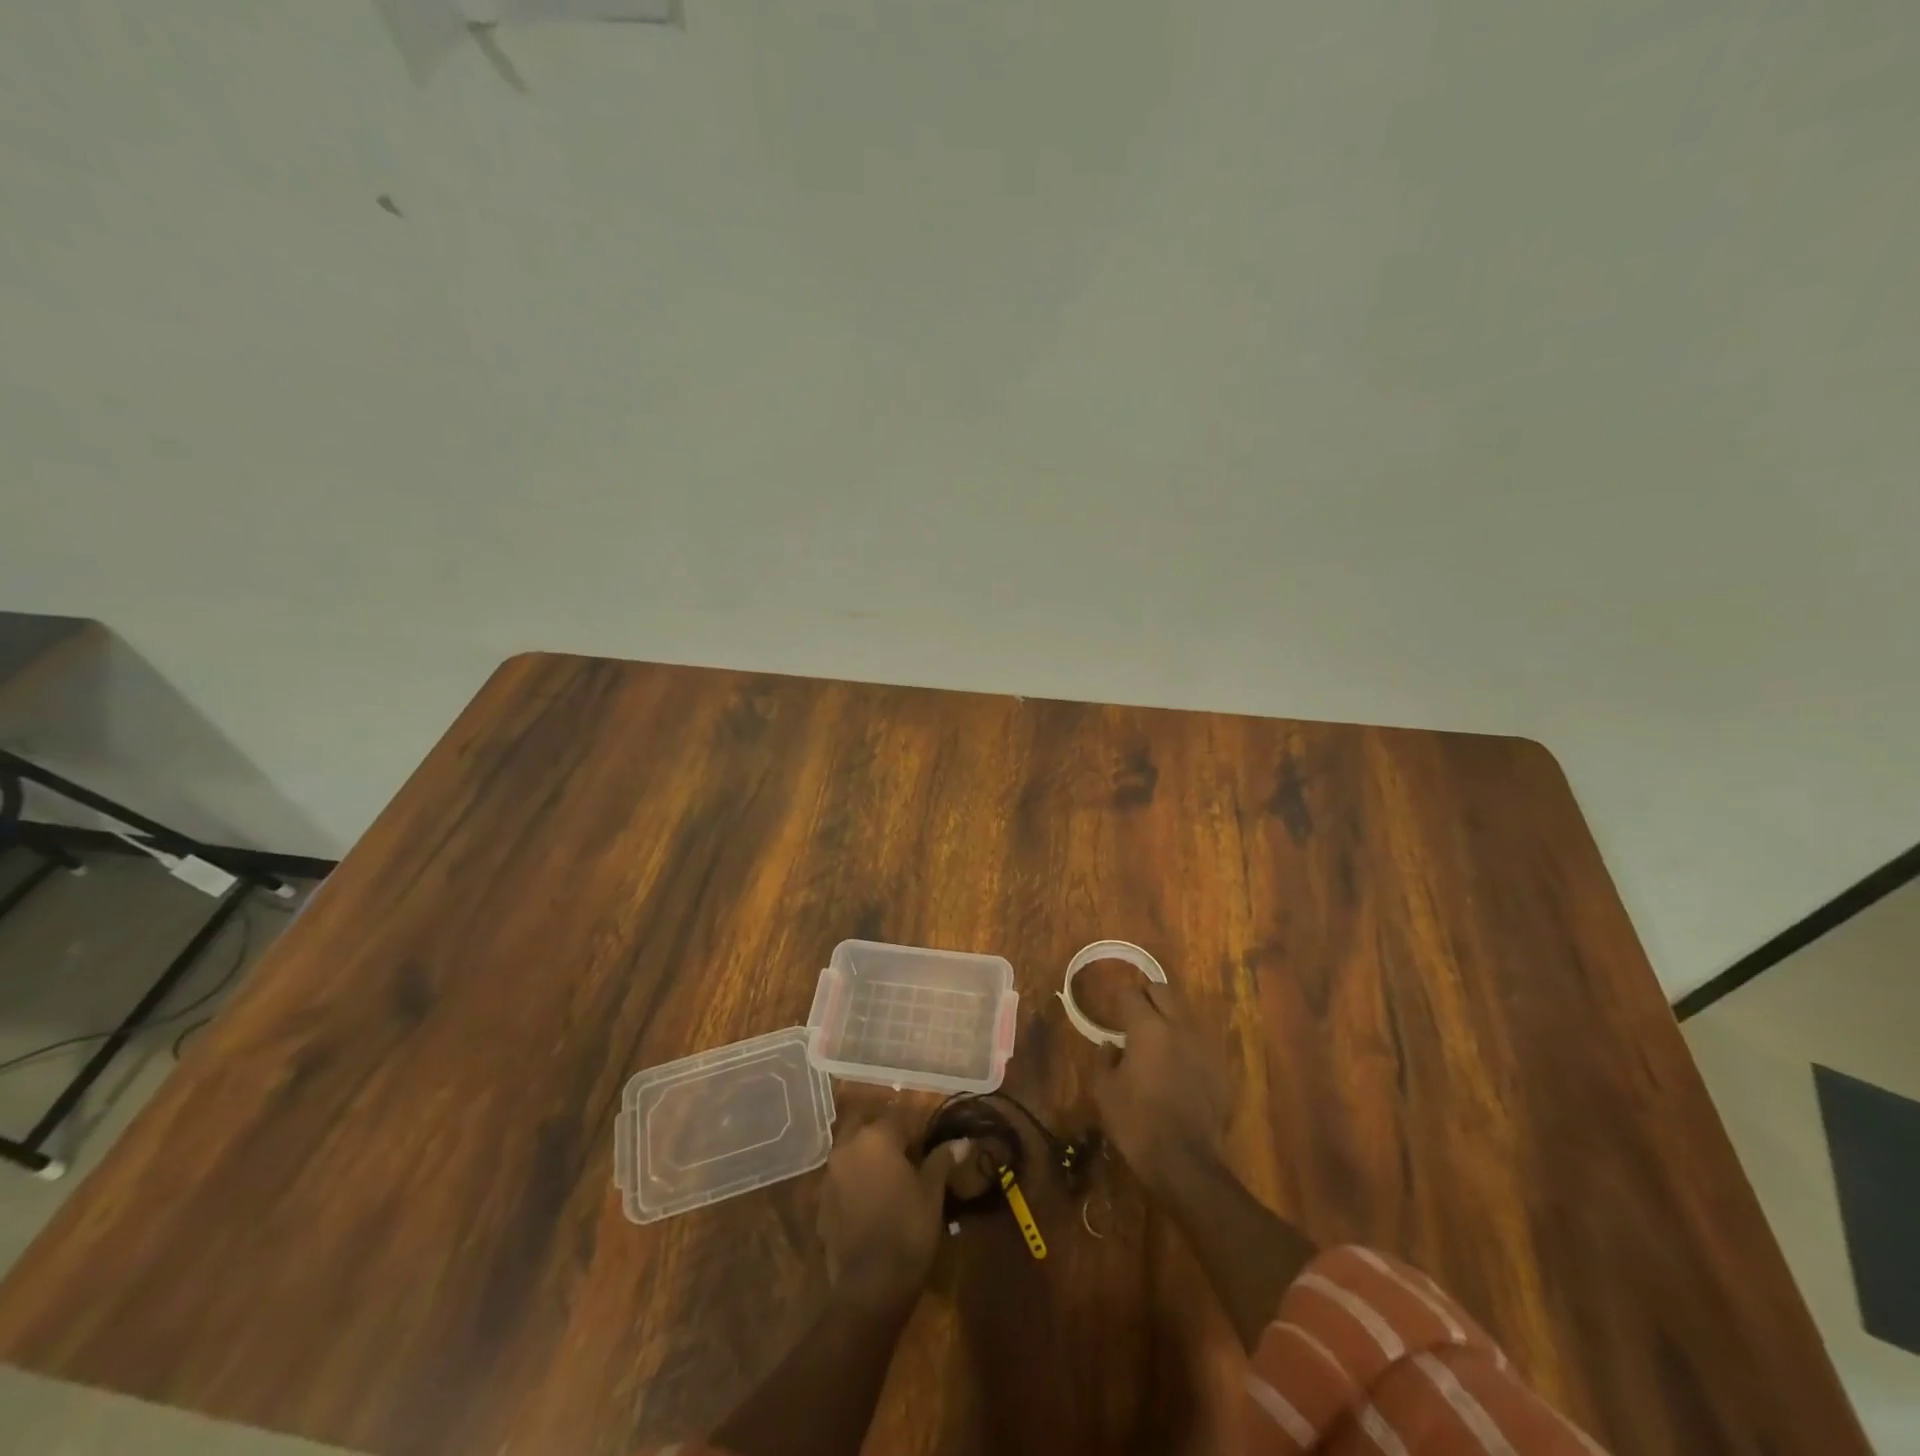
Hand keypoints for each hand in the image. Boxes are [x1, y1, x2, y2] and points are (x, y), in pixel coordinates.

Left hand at [818, 1118, 969, 1306]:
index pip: (899, 1116)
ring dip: (869, 1155)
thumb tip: (962, 1142)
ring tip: (891, 1177)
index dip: (917, 1128)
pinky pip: (842, 1178)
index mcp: (876, 1136)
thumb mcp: (932, 1193)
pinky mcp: (822, 1203)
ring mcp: (830, 1175)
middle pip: (867, 1125)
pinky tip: (873, 1201)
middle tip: (908, 1153)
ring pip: (852, 1150)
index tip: (930, 1143)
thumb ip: (942, 1160)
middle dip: (886, 1134)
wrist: (869, 1288)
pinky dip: (856, 1180)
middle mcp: (847, 1147)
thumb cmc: (907, 1230)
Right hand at [1088, 978, 1230, 1192]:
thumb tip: (1110, 1045)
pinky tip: (1177, 1063)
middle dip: (1146, 995)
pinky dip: (1185, 1041)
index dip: (1118, 998)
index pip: (1130, 994)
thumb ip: (1104, 1059)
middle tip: (1133, 1014)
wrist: (1186, 1162)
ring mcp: (1204, 1045)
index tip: (1110, 1009)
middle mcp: (1178, 1026)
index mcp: (1147, 1027)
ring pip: (1185, 1012)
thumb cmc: (1137, 1123)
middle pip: (1163, 990)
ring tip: (1156, 1037)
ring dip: (1168, 1016)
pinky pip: (1199, 1039)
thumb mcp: (1105, 1091)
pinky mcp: (1220, 1066)